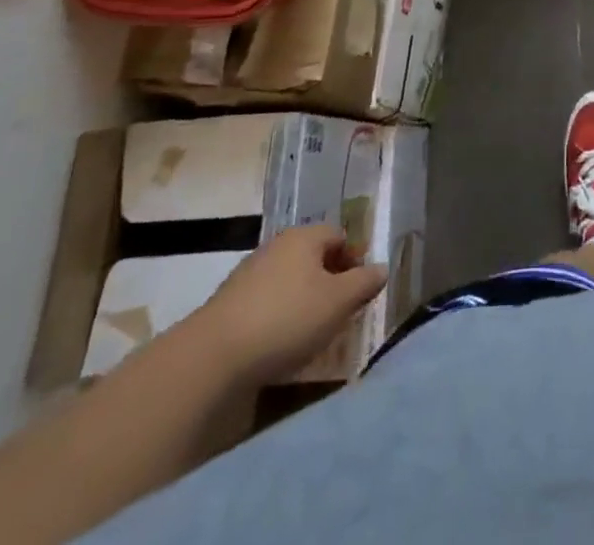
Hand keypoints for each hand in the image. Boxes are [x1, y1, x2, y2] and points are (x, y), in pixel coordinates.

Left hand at [192, 224, 387, 381]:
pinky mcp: (229, 304)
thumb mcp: (338, 302)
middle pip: (313, 258)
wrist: (212, 357)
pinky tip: (279, 344)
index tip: (360, 290)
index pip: (340, 236)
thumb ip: (364, 282)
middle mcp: (277, 246)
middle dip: (330, 282)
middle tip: (340, 312)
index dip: (355, 260)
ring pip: (289, 281)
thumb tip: (382, 268)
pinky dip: (279, 317)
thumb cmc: (287, 319)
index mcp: (305, 236)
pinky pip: (266, 303)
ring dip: (304, 301)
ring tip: (312, 333)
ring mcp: (249, 274)